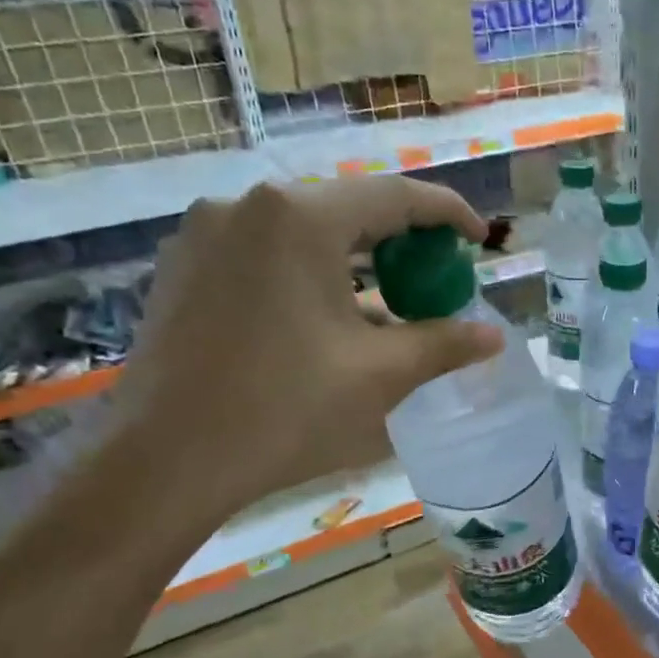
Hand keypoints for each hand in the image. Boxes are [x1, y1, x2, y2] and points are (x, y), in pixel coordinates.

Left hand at [108, 178, 501, 528]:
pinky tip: (324, 320)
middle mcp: (248, 205)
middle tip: (435, 279)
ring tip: (385, 306)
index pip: (396, 196)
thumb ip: (444, 344)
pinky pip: (265, 255)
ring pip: (304, 233)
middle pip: (347, 209)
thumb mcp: (381, 376)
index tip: (479, 238)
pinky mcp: (182, 266)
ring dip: (354, 262)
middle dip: (400, 242)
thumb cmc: (285, 410)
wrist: (165, 461)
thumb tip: (494, 336)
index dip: (448, 213)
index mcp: (300, 217)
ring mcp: (206, 233)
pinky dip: (308, 275)